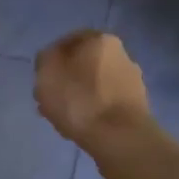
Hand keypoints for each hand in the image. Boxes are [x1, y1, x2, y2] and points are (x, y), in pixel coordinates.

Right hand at [34, 31, 151, 155]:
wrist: (120, 138)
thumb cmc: (79, 100)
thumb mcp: (47, 73)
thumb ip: (45, 59)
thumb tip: (51, 59)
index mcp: (100, 40)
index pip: (67, 41)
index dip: (50, 59)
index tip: (41, 78)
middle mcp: (121, 53)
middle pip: (83, 63)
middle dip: (66, 79)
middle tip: (50, 99)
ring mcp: (132, 80)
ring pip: (94, 84)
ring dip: (78, 96)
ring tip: (63, 117)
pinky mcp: (136, 105)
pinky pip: (105, 102)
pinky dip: (92, 110)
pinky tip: (81, 125)